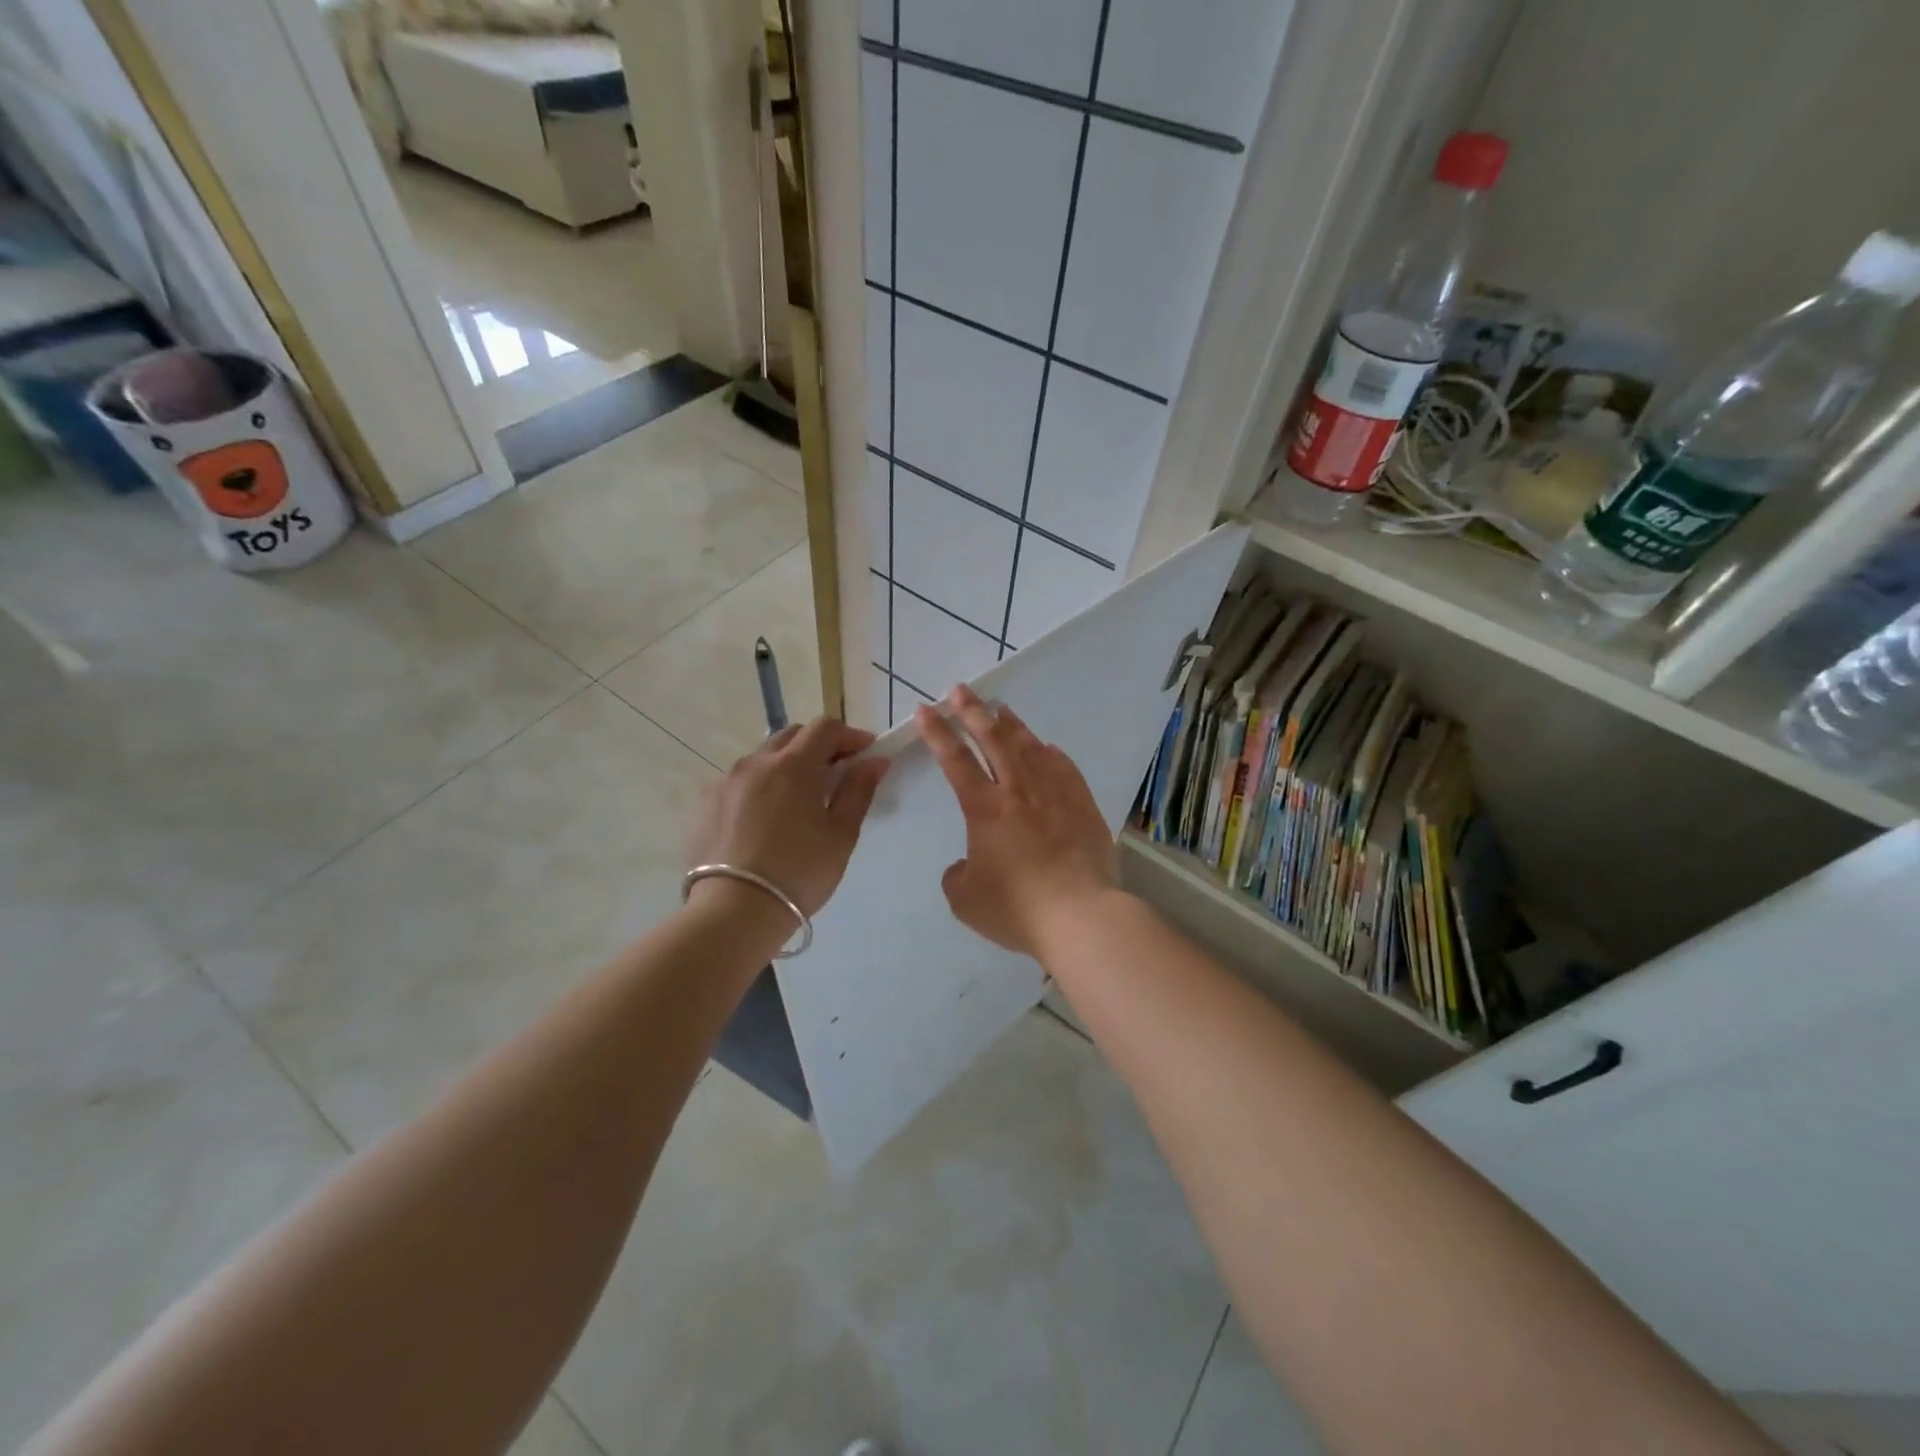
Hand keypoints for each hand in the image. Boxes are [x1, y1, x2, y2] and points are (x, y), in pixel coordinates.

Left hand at [686, 716, 890, 916]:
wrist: (734, 912)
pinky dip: (758, 788)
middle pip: (792, 735)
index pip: (825, 727)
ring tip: (797, 801)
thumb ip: (858, 791)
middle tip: (835, 774)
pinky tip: (764, 820)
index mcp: (793, 765)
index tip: (865, 754)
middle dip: (817, 746)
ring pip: (762, 758)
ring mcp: (724, 781)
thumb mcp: (840, 835)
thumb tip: (875, 760)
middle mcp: (755, 762)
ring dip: (785, 766)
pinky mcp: (704, 804)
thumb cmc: (799, 873)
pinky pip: (738, 782)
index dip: (850, 736)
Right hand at [915, 685, 1117, 957]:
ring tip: (1000, 708)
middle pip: (992, 738)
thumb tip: (966, 863)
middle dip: (972, 711)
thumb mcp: (966, 899)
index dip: (937, 732)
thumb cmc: (1017, 908)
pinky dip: (1050, 753)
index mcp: (984, 808)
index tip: (925, 709)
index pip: (954, 759)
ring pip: (1029, 746)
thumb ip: (957, 875)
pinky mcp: (1082, 804)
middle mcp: (1017, 790)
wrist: (1080, 915)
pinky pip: (1064, 767)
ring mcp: (1054, 793)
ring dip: (1011, 724)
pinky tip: (1046, 747)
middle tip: (961, 690)